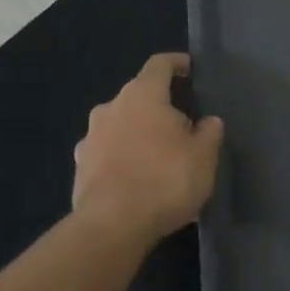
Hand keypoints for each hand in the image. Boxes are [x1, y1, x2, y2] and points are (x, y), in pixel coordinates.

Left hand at [71, 54, 223, 242]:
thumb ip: (209, 132)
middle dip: (160, 108)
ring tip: (160, 158)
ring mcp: (90, 139)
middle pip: (139, 97)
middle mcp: (111, 108)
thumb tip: (208, 121)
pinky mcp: (80, 169)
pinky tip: (139, 181)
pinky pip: (108, 154)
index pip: (160, 64)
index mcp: (142, 95)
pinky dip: (123, 159)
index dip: (177, 63)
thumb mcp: (204, 156)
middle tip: (183, 127)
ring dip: (139, 134)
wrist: (112, 227)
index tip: (190, 69)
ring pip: (121, 126)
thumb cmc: (165, 180)